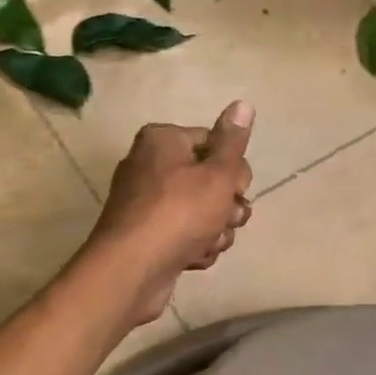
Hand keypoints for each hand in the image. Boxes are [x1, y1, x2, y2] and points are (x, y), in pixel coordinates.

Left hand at [90, 102, 254, 325]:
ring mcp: (148, 203)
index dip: (233, 169)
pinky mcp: (148, 235)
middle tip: (227, 218)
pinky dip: (196, 246)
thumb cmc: (179, 213)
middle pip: (211, 179)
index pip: (214, 143)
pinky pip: (186, 234)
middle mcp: (151, 165)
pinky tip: (194, 257)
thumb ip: (233, 142)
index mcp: (163, 141)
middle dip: (227, 204)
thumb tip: (243, 104)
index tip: (237, 189)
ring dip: (216, 230)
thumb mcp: (217, 174)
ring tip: (209, 242)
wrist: (132, 270)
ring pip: (203, 211)